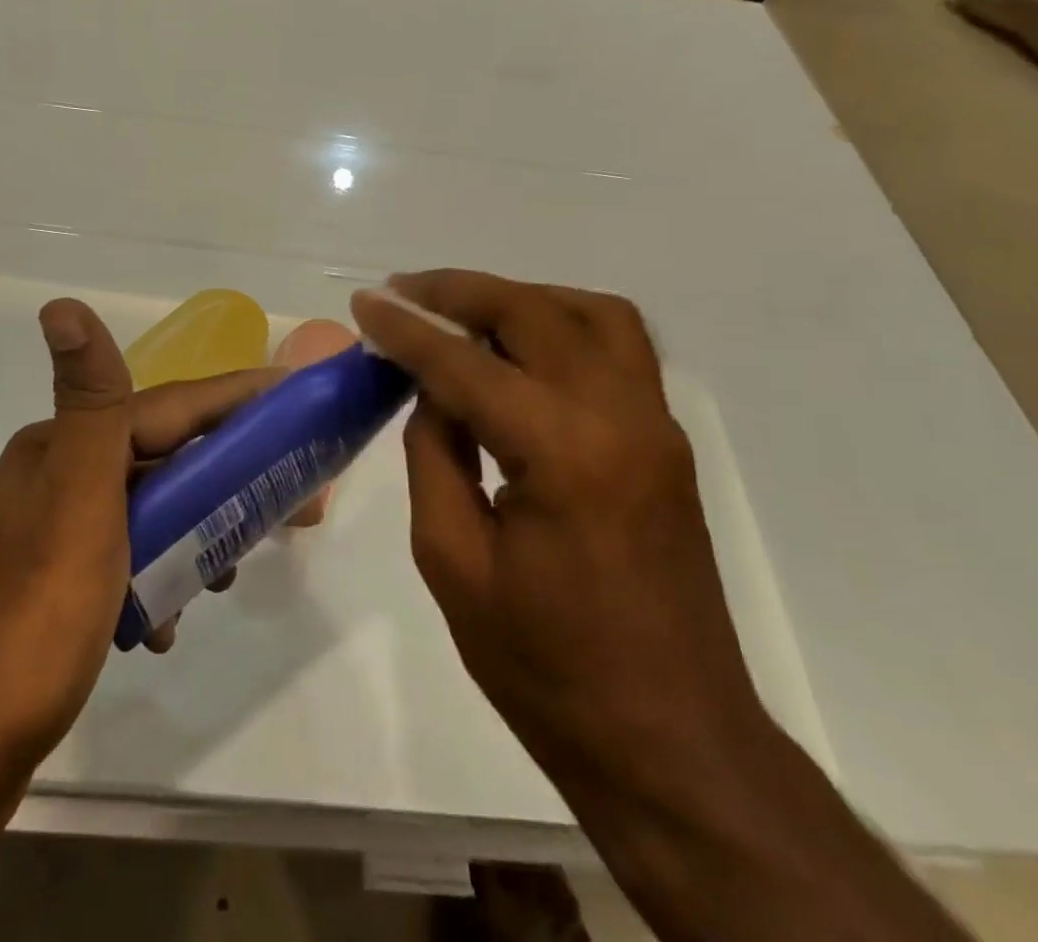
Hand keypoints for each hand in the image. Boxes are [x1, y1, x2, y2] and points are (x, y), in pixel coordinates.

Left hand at [0, 299, 279, 828]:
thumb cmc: (26, 621)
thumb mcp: (74, 502)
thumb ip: (88, 403)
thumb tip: (61, 303)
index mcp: (60, 450)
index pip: (168, 408)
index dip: (236, 401)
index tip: (295, 398)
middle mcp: (51, 481)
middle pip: (161, 461)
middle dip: (227, 477)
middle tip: (290, 504)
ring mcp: (44, 542)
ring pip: (144, 516)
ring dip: (192, 534)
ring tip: (227, 575)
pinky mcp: (44, 598)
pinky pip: (120, 567)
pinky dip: (153, 582)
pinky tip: (165, 626)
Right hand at [348, 272, 765, 803]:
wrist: (673, 745)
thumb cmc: (547, 670)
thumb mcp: (453, 563)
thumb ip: (434, 457)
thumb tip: (432, 391)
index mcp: (562, 454)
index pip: (465, 364)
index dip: (406, 328)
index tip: (364, 303)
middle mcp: (620, 418)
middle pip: (534, 313)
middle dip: (459, 291)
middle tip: (404, 293)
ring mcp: (655, 425)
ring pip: (591, 313)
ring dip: (520, 298)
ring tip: (462, 311)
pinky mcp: (666, 441)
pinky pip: (617, 347)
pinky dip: (561, 323)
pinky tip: (518, 348)